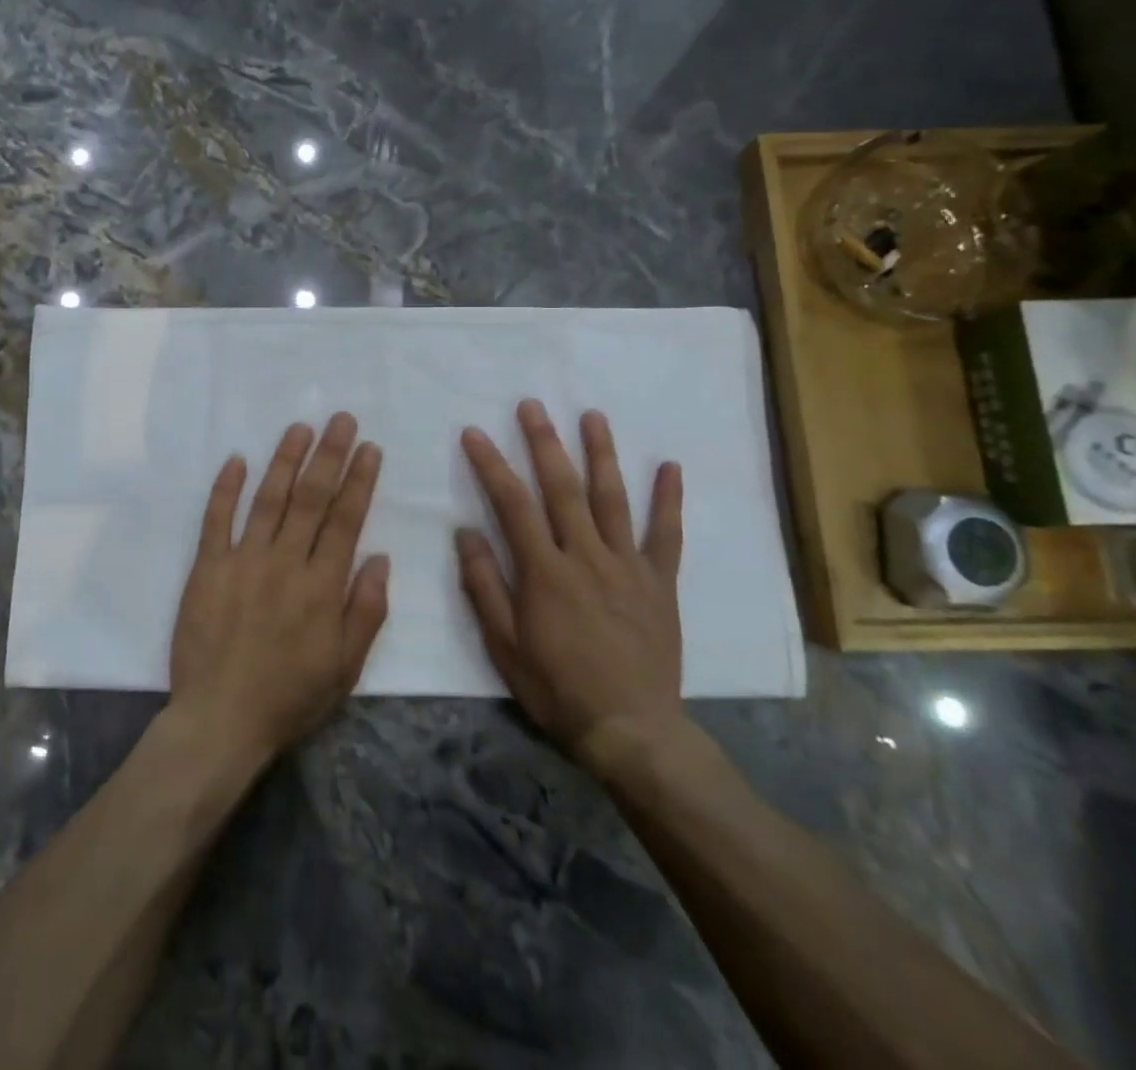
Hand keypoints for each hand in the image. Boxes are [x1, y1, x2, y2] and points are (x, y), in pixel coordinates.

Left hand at [168, 414, 390, 766]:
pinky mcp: (207, 568)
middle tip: (340, 419)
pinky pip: (216, 520)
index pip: (346, 520)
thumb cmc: (289, 697)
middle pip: (311, 498)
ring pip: (269, 499)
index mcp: (322, 586)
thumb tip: (380, 558)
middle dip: (329, 455)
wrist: (221, 720)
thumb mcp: (346, 667)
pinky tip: (236, 459)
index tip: (369, 448)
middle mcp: (285, 563)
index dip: (359, 480)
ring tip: (299, 428)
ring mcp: (243, 561)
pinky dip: (226, 488)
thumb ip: (366, 611)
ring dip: (285, 460)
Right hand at [456, 400, 686, 774]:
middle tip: (531, 405)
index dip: (491, 465)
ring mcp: (627, 566)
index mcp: (544, 572)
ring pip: (612, 499)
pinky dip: (669, 500)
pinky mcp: (658, 582)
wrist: (631, 730)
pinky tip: (670, 466)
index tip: (474, 433)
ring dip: (601, 453)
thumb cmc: (557, 688)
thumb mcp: (504, 646)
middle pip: (562, 488)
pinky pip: (666, 535)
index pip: (513, 505)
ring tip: (593, 415)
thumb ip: (484, 585)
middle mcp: (586, 557)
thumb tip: (465, 532)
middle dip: (544, 442)